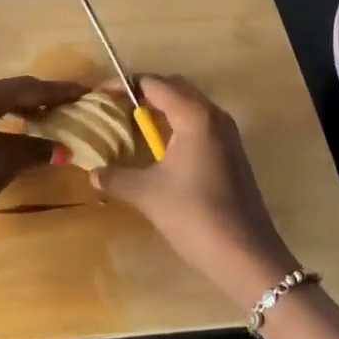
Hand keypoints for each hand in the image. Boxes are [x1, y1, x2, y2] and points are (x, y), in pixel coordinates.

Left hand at [0, 76, 84, 262]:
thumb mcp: (3, 166)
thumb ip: (34, 151)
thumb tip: (63, 149)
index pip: (30, 87)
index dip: (60, 91)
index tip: (85, 91)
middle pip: (14, 90)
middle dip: (44, 97)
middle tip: (72, 104)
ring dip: (25, 108)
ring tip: (51, 118)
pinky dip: (7, 118)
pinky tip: (21, 130)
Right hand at [91, 75, 298, 307]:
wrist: (246, 255)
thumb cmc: (194, 215)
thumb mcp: (147, 194)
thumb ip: (116, 178)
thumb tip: (93, 173)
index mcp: (194, 115)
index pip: (154, 84)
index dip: (124, 85)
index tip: (99, 95)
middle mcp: (213, 115)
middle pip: (174, 87)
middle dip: (143, 93)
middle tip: (115, 107)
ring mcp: (227, 133)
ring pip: (190, 105)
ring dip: (162, 108)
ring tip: (133, 125)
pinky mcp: (232, 152)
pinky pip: (200, 123)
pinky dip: (177, 124)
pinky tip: (160, 149)